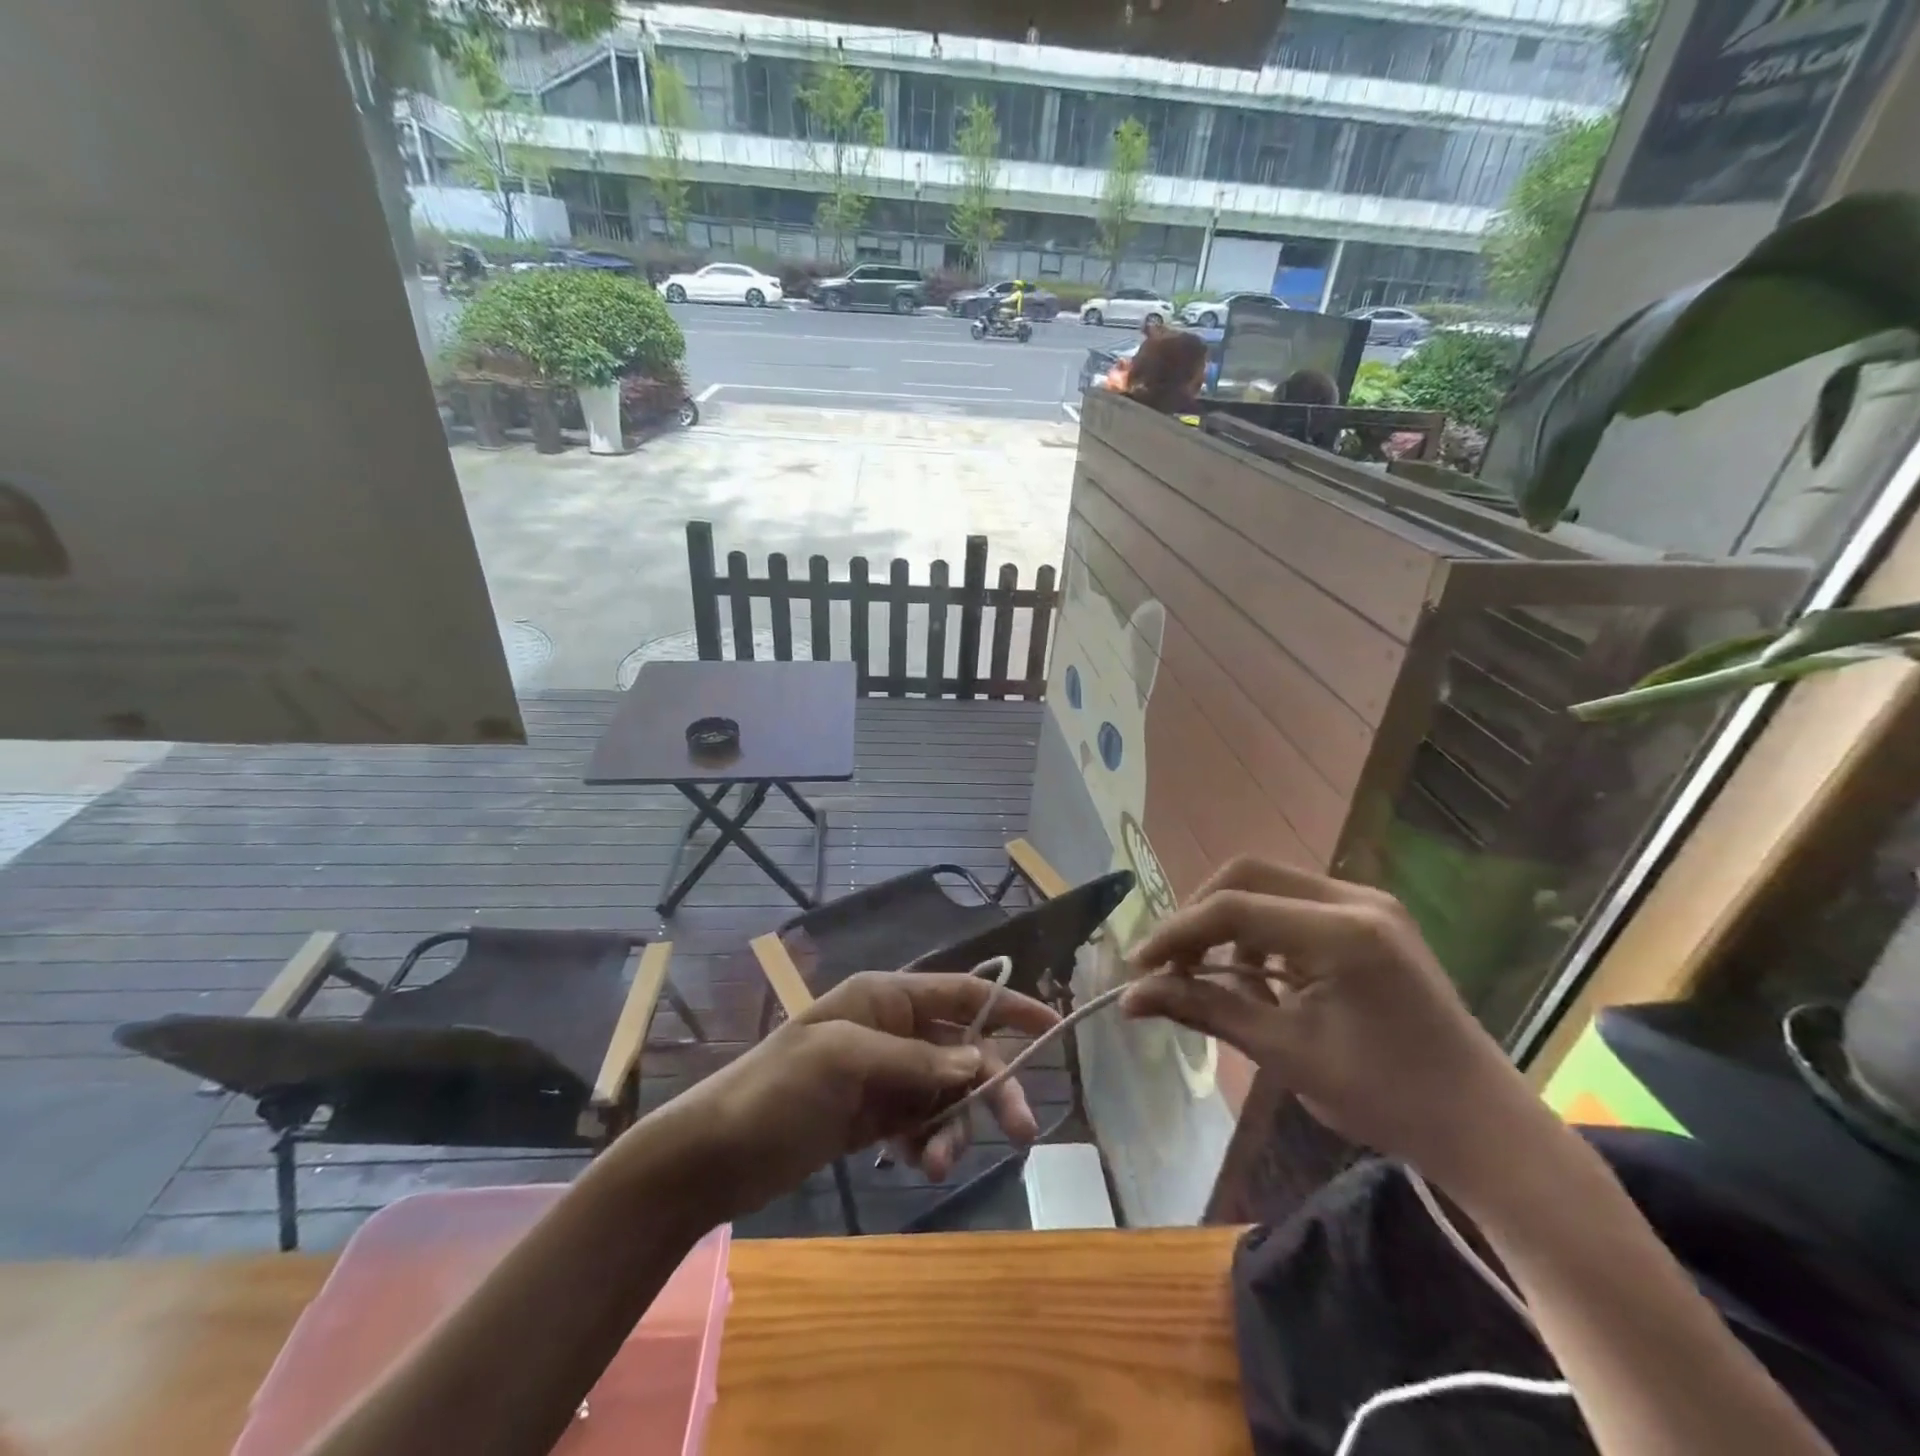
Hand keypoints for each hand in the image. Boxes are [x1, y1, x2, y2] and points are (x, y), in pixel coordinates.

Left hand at [673, 971, 1058, 1220]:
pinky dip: (928, 1144)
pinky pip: (923, 1125)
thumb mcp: (845, 1060)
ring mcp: (884, 1076)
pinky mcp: (875, 1118)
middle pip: (963, 1051)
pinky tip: (915, 1164)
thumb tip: (979, 1061)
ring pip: (947, 1094)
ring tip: (935, 1166)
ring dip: (953, 1128)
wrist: (716, 1153)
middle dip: (992, 1087)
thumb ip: (916, 1059)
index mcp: (886, 998)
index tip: (1054, 1027)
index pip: (963, 992)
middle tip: (1021, 1131)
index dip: (1010, 1005)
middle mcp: (892, 1030)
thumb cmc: (777, 1089)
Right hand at [1120, 857, 1543, 1190]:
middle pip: (1246, 875)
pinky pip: (1293, 903)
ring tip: (1209, 975)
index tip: (1139, 967)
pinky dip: (1259, 931)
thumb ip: (1204, 1010)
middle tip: (1169, 962)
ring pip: (1267, 884)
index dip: (1176, 933)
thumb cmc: (1386, 1099)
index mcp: (1343, 932)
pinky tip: (1256, 976)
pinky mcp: (1371, 917)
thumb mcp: (1285, 1053)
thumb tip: (1129, 1000)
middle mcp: (1356, 899)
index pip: (1233, 908)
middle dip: (1197, 915)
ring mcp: (1368, 903)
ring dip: (1227, 921)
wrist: (1482, 1127)